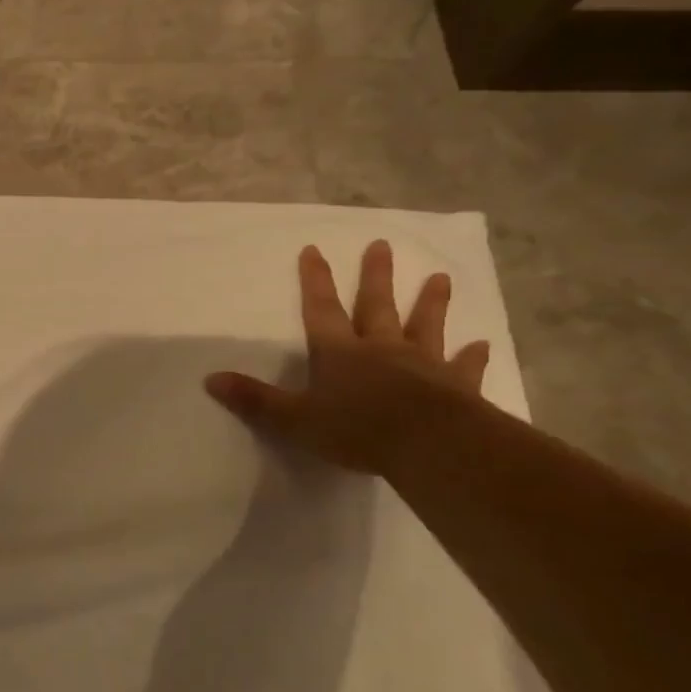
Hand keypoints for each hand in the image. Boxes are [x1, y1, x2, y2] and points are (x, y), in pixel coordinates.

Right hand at [205, 241, 491, 474]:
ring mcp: (423, 364)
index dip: (316, 281)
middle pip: (377, 306)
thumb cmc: (356, 430)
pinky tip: (480, 345)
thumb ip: (254, 399)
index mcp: (340, 353)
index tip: (314, 250)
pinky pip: (463, 366)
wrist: (429, 445)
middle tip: (382, 245)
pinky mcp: (456, 386)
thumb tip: (210, 379)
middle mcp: (381, 349)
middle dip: (376, 276)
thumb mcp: (293, 419)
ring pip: (425, 326)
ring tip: (441, 278)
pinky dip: (471, 356)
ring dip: (431, 303)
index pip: (322, 310)